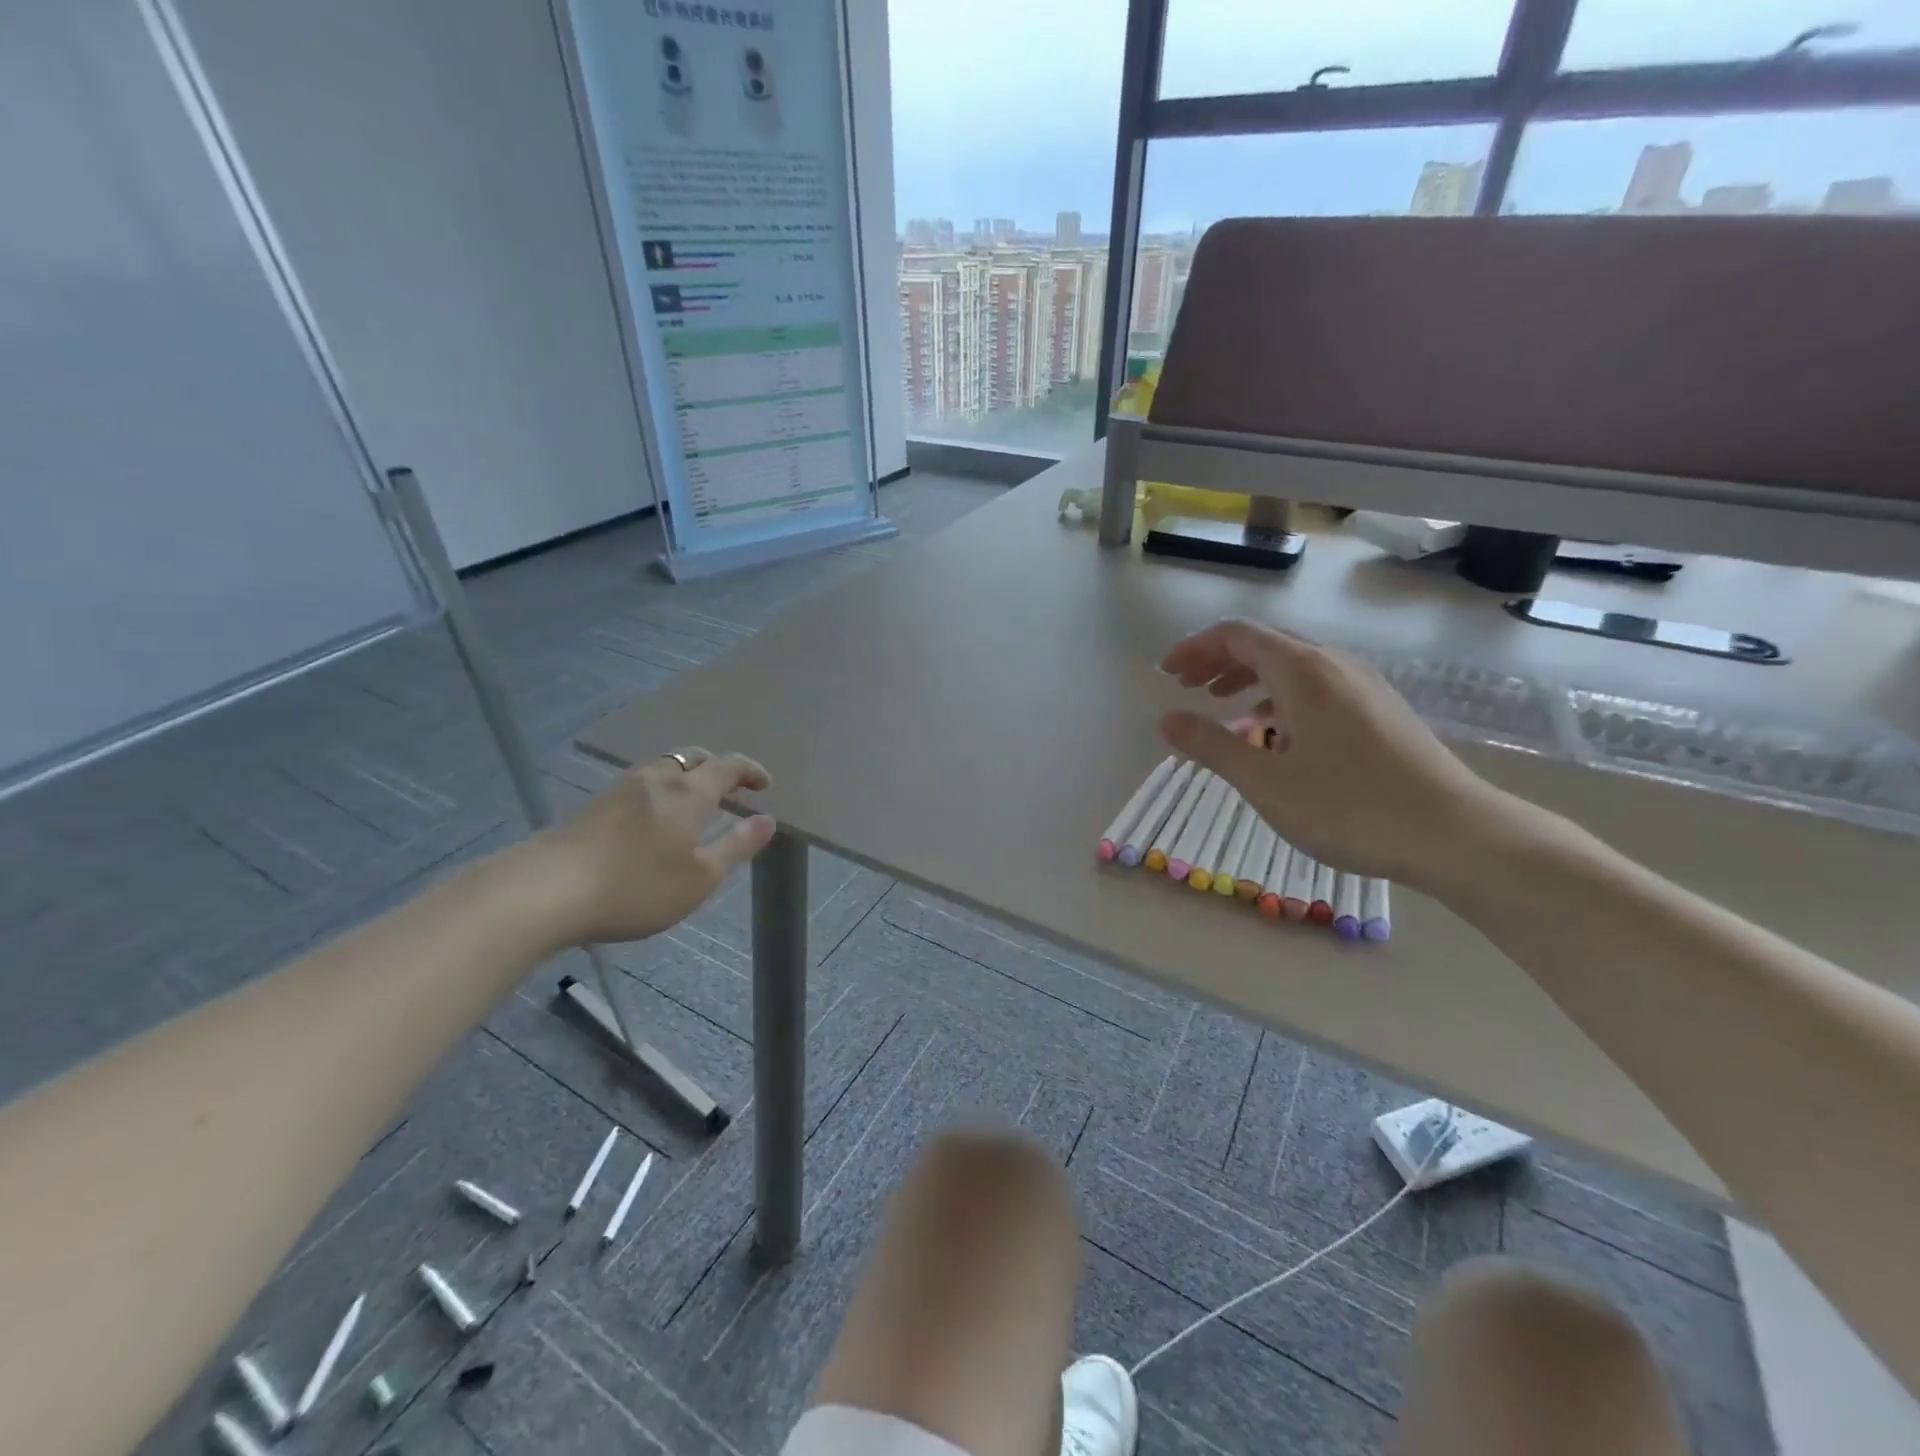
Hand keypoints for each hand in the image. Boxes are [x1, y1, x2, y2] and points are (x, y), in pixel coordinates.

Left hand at [531, 748, 775, 944]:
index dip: (750, 770)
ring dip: (684, 777)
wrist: (544, 891)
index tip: (764, 784)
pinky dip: (658, 792)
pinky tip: (650, 820)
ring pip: (661, 768)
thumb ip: (736, 847)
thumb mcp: (699, 877)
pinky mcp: (591, 807)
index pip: (727, 766)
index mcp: (688, 793)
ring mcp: (618, 790)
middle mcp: (655, 780)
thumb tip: (767, 820)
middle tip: (730, 789)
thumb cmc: (635, 887)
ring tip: (692, 804)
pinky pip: (637, 785)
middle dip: (715, 768)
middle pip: (691, 758)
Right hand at [1158, 620, 1499, 887]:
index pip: (1237, 635)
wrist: (1454, 834)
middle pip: (1265, 643)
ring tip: (1221, 704)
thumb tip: (1167, 719)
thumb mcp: (1264, 780)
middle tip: (1185, 687)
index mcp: (1302, 670)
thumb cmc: (1348, 806)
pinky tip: (1274, 731)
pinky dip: (1280, 695)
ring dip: (1249, 677)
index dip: (1195, 648)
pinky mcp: (1380, 709)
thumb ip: (1210, 744)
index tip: (1166, 674)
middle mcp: (1334, 664)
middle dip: (1218, 660)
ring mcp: (1363, 685)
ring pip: (1293, 664)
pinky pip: (1317, 685)